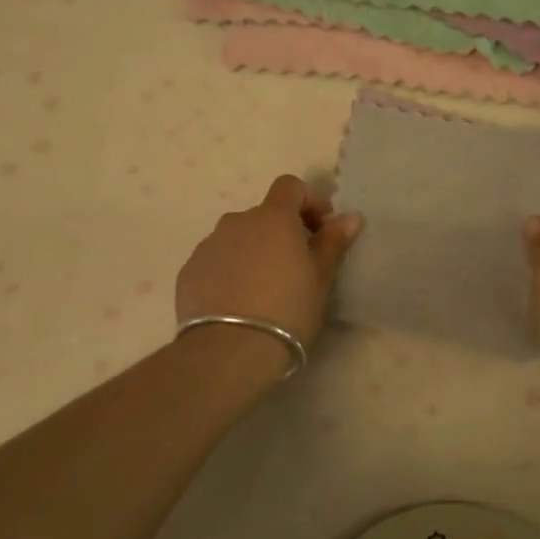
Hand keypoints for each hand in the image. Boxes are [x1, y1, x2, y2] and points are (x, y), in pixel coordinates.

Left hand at [176, 175, 361, 354]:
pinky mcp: (189, 272)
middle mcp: (236, 222)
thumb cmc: (287, 310)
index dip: (308, 200)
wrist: (229, 352)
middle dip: (282, 233)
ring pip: (238, 239)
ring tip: (265, 290)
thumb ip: (333, 242)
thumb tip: (350, 217)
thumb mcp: (320, 278)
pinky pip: (216, 261)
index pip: (290, 186)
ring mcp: (208, 246)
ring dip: (254, 252)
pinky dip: (230, 272)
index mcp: (272, 218)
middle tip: (297, 267)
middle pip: (263, 215)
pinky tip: (238, 303)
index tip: (321, 228)